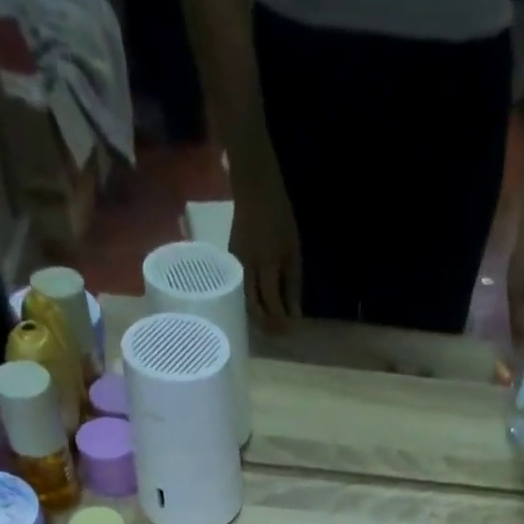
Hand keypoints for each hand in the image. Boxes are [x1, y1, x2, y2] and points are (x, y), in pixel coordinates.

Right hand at [229, 158, 301, 330]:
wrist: (254, 189)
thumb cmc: (279, 218)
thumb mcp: (293, 252)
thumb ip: (293, 285)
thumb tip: (294, 316)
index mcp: (265, 264)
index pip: (272, 303)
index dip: (281, 321)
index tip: (292, 331)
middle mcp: (246, 268)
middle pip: (253, 309)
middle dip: (267, 326)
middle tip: (280, 335)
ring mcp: (234, 266)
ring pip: (243, 303)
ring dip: (257, 318)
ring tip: (270, 325)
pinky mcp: (229, 263)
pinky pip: (238, 290)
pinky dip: (249, 303)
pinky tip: (259, 308)